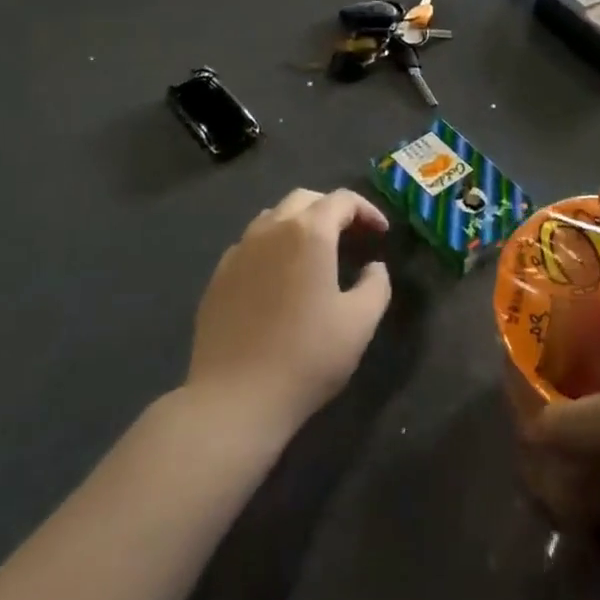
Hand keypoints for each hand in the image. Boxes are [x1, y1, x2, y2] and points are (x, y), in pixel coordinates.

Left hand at [185, 188, 391, 439]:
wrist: (234, 400)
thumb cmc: (306, 357)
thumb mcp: (360, 322)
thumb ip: (376, 284)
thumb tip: (373, 267)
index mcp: (309, 232)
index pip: (342, 200)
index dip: (367, 210)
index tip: (381, 233)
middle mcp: (271, 229)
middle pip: (305, 199)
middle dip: (332, 209)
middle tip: (351, 235)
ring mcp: (239, 251)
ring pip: (274, 217)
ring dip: (299, 224)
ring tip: (315, 252)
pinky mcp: (218, 277)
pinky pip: (250, 244)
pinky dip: (272, 247)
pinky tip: (278, 278)